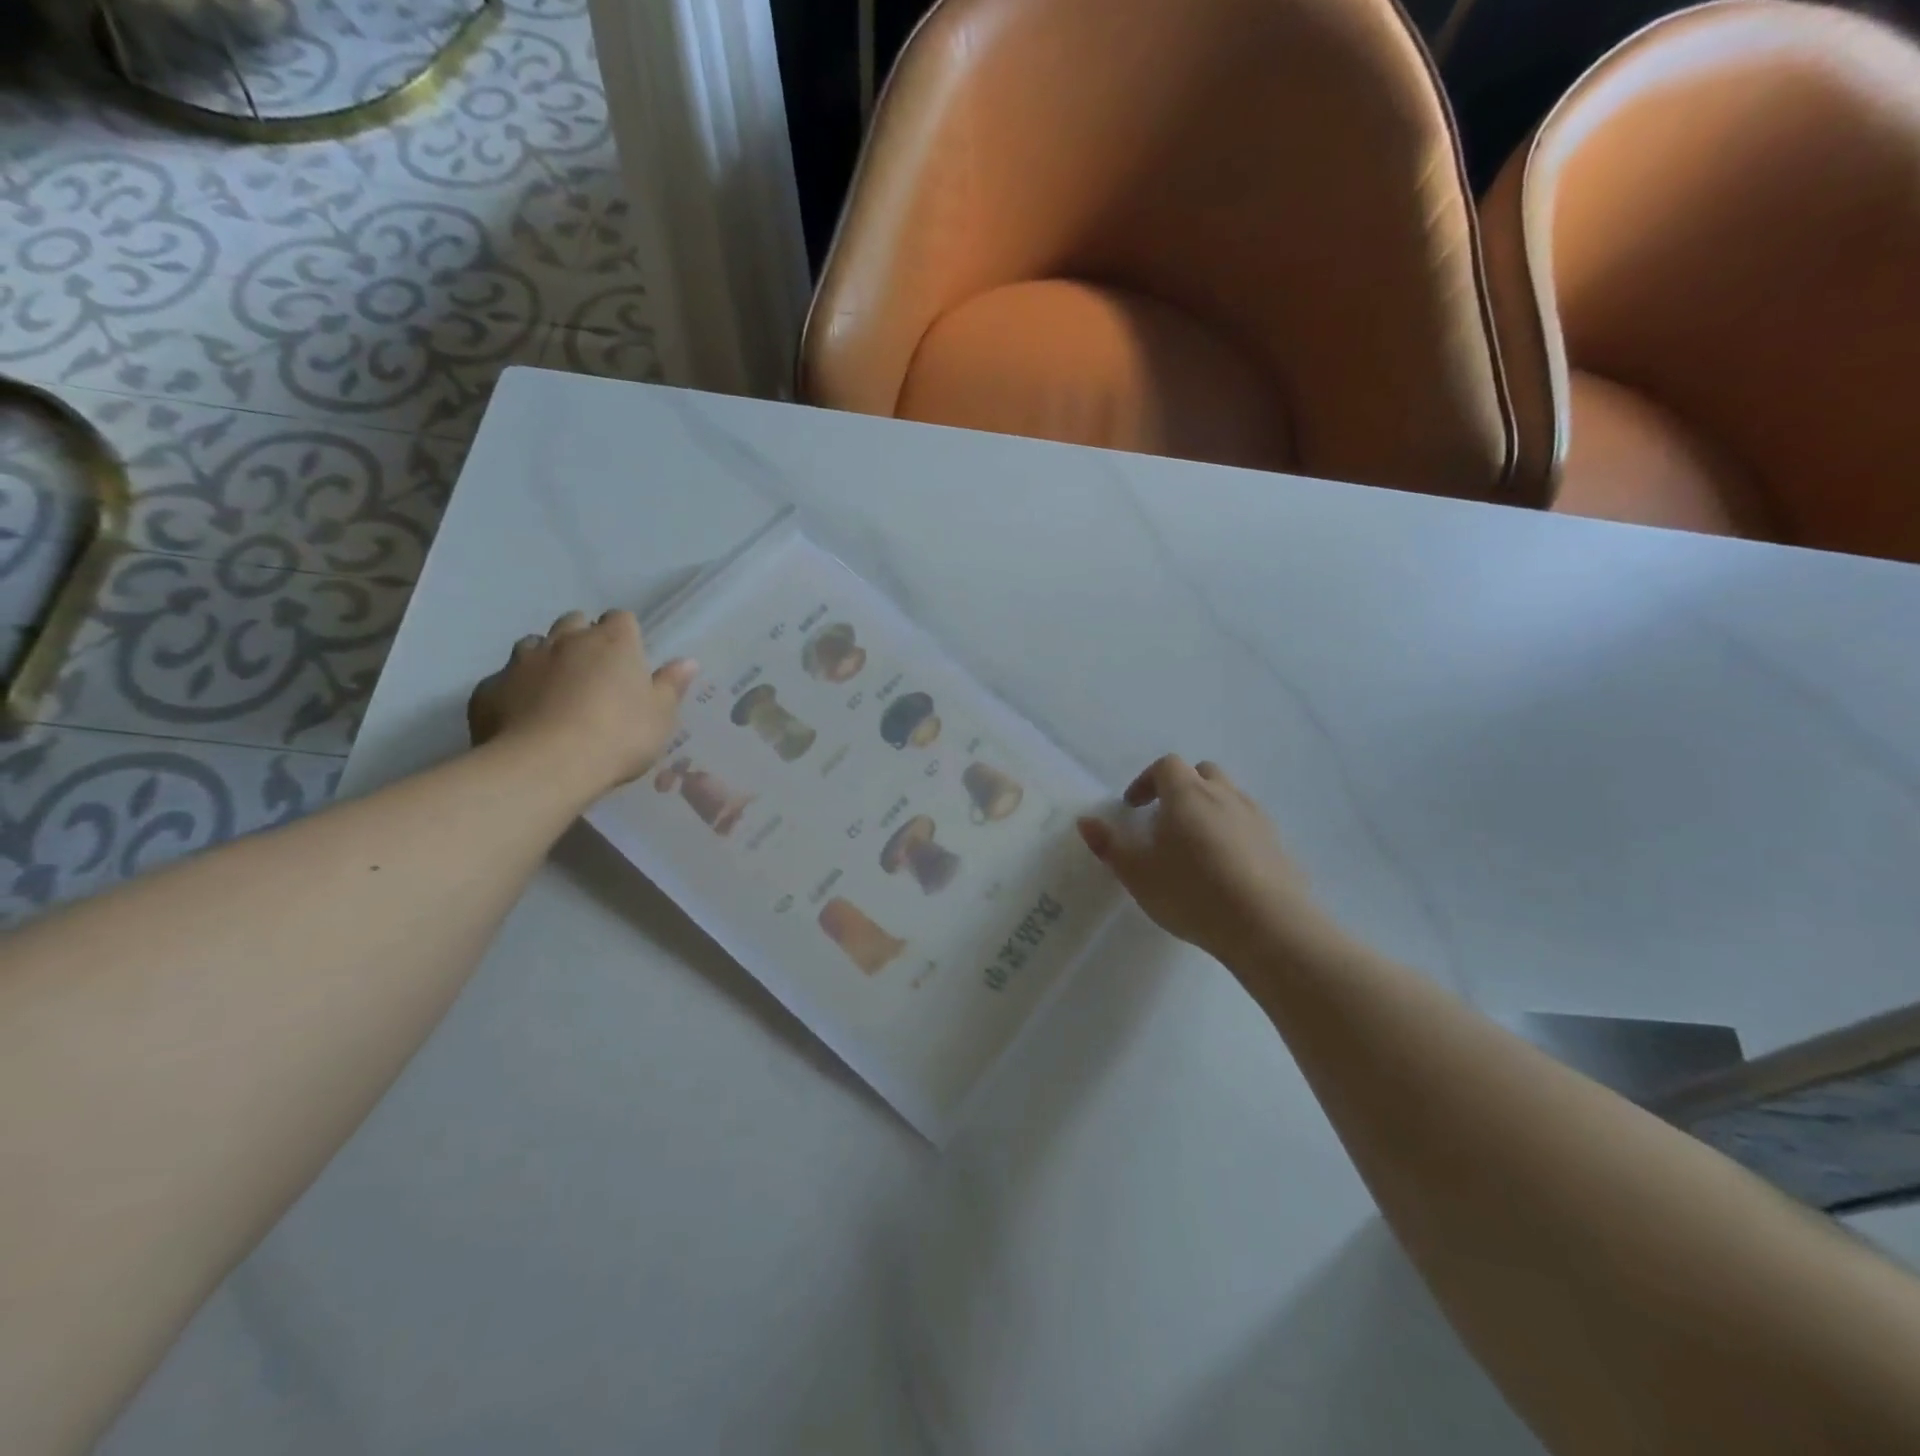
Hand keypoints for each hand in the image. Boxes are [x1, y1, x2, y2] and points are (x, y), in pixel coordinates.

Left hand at [468, 610, 695, 799]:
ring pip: (534, 645)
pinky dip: (515, 691)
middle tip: (593, 674)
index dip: (625, 636)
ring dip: (545, 659)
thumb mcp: (661, 716)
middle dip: (582, 639)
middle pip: (574, 623)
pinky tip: (524, 716)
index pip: (621, 619)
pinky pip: (504, 680)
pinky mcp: (490, 688)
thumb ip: (671, 685)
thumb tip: (687, 661)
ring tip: (555, 692)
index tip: (629, 660)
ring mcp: (522, 661)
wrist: (546, 766)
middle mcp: (566, 640)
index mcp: (612, 642)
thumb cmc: (618, 736)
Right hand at [1078, 756, 1331, 966]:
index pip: (1167, 766)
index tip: (1133, 807)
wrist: (1267, 926)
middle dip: (1181, 788)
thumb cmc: (1192, 892)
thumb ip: (1109, 845)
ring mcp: (1256, 818)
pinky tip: (1225, 867)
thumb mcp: (1138, 873)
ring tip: (1194, 845)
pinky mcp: (1278, 844)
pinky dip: (1233, 832)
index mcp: (1187, 794)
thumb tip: (1085, 821)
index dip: (1146, 781)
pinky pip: (1249, 825)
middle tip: (1165, 820)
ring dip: (1208, 808)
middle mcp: (1224, 795)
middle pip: (1202, 773)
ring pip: (1229, 797)